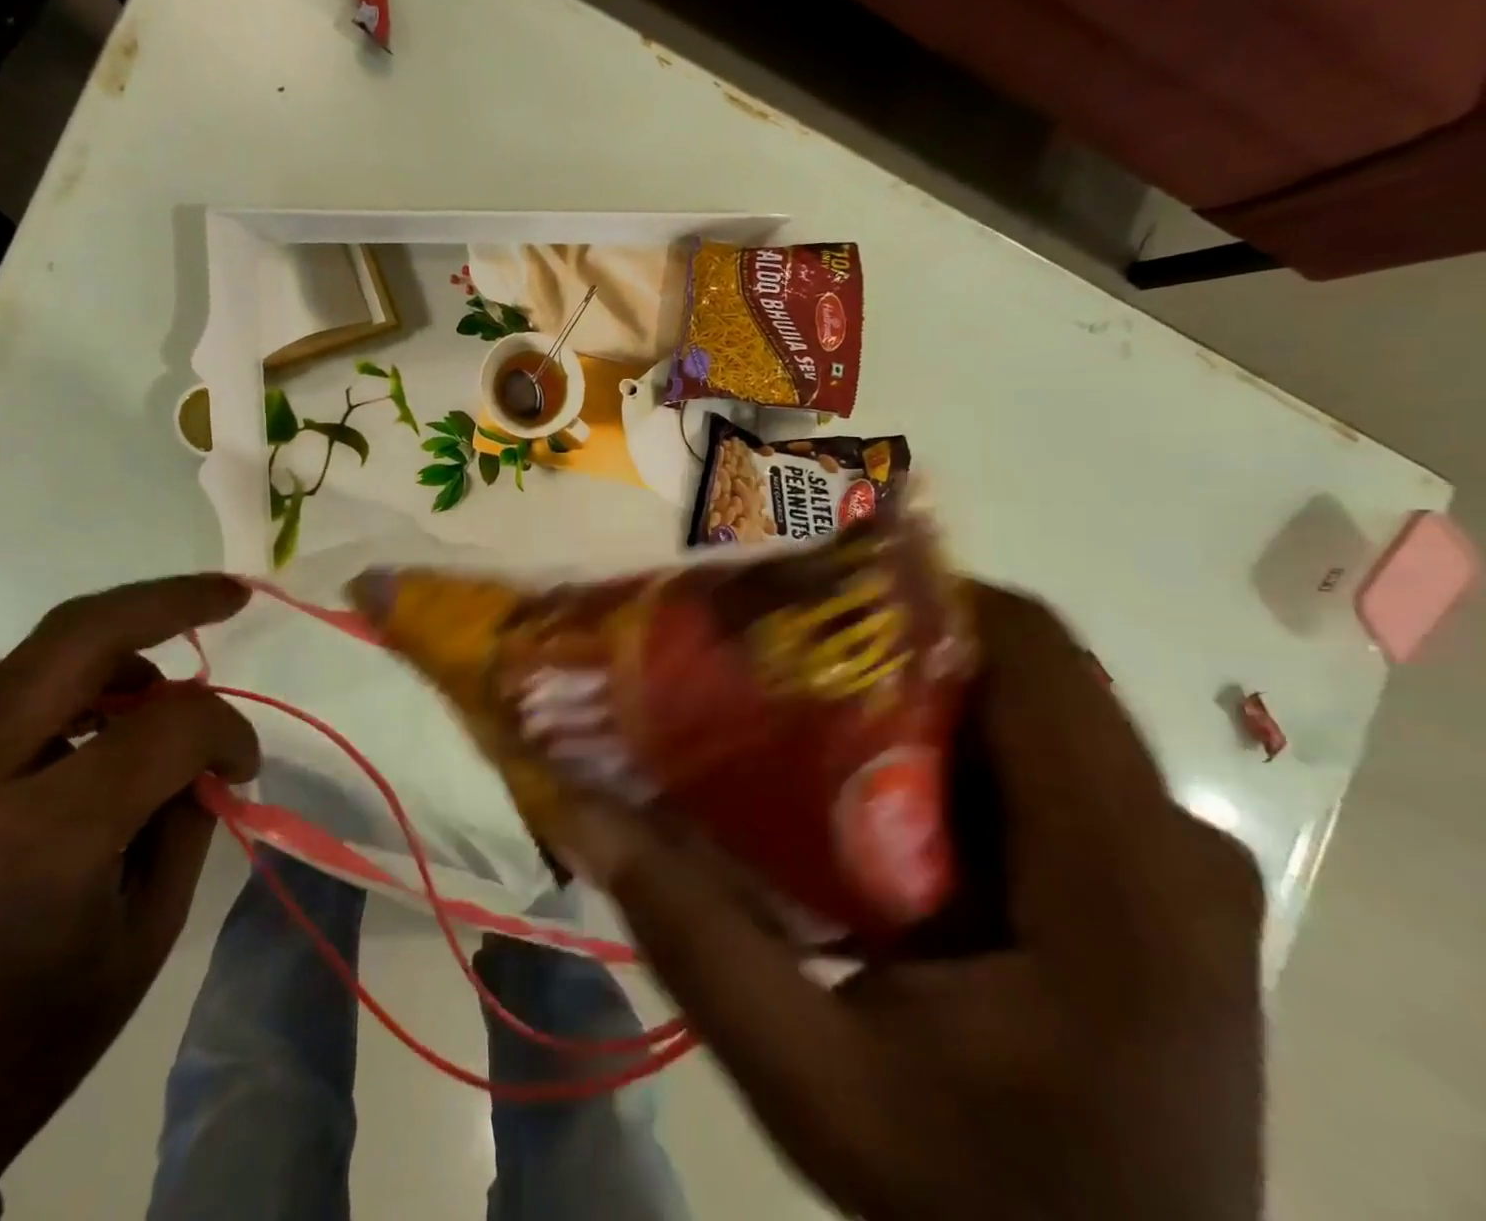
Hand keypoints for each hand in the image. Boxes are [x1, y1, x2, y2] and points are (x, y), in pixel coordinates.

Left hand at [0, 576, 259, 1200]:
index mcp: (48, 835)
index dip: (228, 730)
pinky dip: (84, 679)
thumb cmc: (35, 1043)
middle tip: (233, 594)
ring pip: (42, 652)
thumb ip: (184, 820)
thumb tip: (204, 753)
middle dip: (169, 599)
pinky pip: (19, 696)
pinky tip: (117, 714)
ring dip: (124, 637)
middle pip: (79, 634)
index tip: (247, 764)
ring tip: (176, 672)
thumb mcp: (145, 935)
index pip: (168, 727)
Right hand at [552, 585, 1265, 1220]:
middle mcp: (1169, 842)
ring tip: (806, 702)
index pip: (1032, 651)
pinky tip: (862, 787)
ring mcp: (1165, 865)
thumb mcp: (812, 1082)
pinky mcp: (1143, 888)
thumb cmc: (976, 1209)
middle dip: (896, 641)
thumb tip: (583, 811)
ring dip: (916, 694)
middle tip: (780, 646)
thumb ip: (696, 937)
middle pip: (1024, 673)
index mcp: (1122, 875)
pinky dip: (947, 751)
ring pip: (1027, 716)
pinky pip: (1038, 771)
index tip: (804, 595)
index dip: (916, 595)